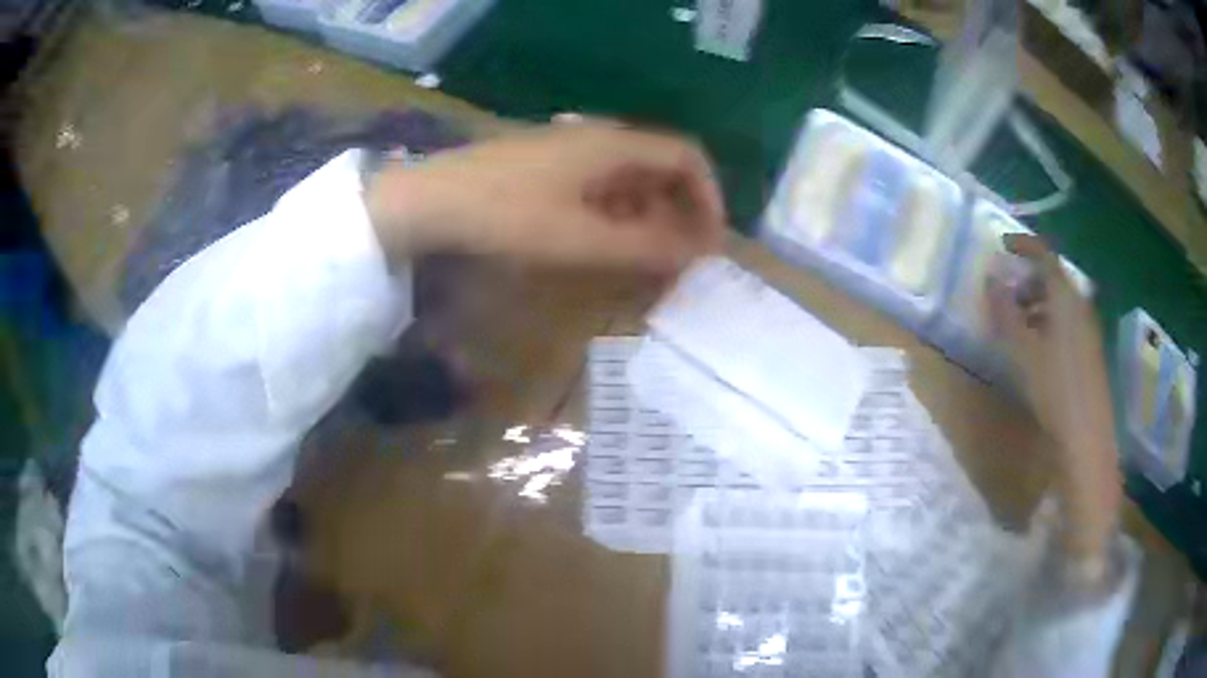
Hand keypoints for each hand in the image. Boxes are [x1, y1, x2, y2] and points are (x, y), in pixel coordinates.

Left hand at [365, 122, 725, 272]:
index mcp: (613, 145)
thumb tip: (695, 253)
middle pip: (660, 168)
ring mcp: (570, 151)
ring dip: (648, 218)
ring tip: (647, 262)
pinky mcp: (547, 167)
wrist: (430, 201)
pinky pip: (600, 186)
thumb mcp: (580, 238)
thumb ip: (644, 246)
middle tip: (681, 260)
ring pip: (629, 180)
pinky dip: (616, 215)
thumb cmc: (506, 215)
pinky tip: (607, 244)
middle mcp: (598, 139)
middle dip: (680, 213)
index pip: (686, 157)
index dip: (709, 197)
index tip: (709, 242)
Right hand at [987, 234, 1121, 567]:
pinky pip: (1067, 323)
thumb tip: (990, 279)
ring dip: (1037, 303)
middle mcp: (1081, 307)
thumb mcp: (1023, 351)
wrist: (1087, 439)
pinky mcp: (1090, 354)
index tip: (1002, 247)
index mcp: (1066, 298)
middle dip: (1028, 279)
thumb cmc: (1055, 389)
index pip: (1045, 255)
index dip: (1023, 246)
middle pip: (1054, 279)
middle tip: (1006, 294)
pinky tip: (1037, 349)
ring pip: (1061, 303)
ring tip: (1017, 324)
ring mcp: (1088, 331)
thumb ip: (1005, 312)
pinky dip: (1049, 323)